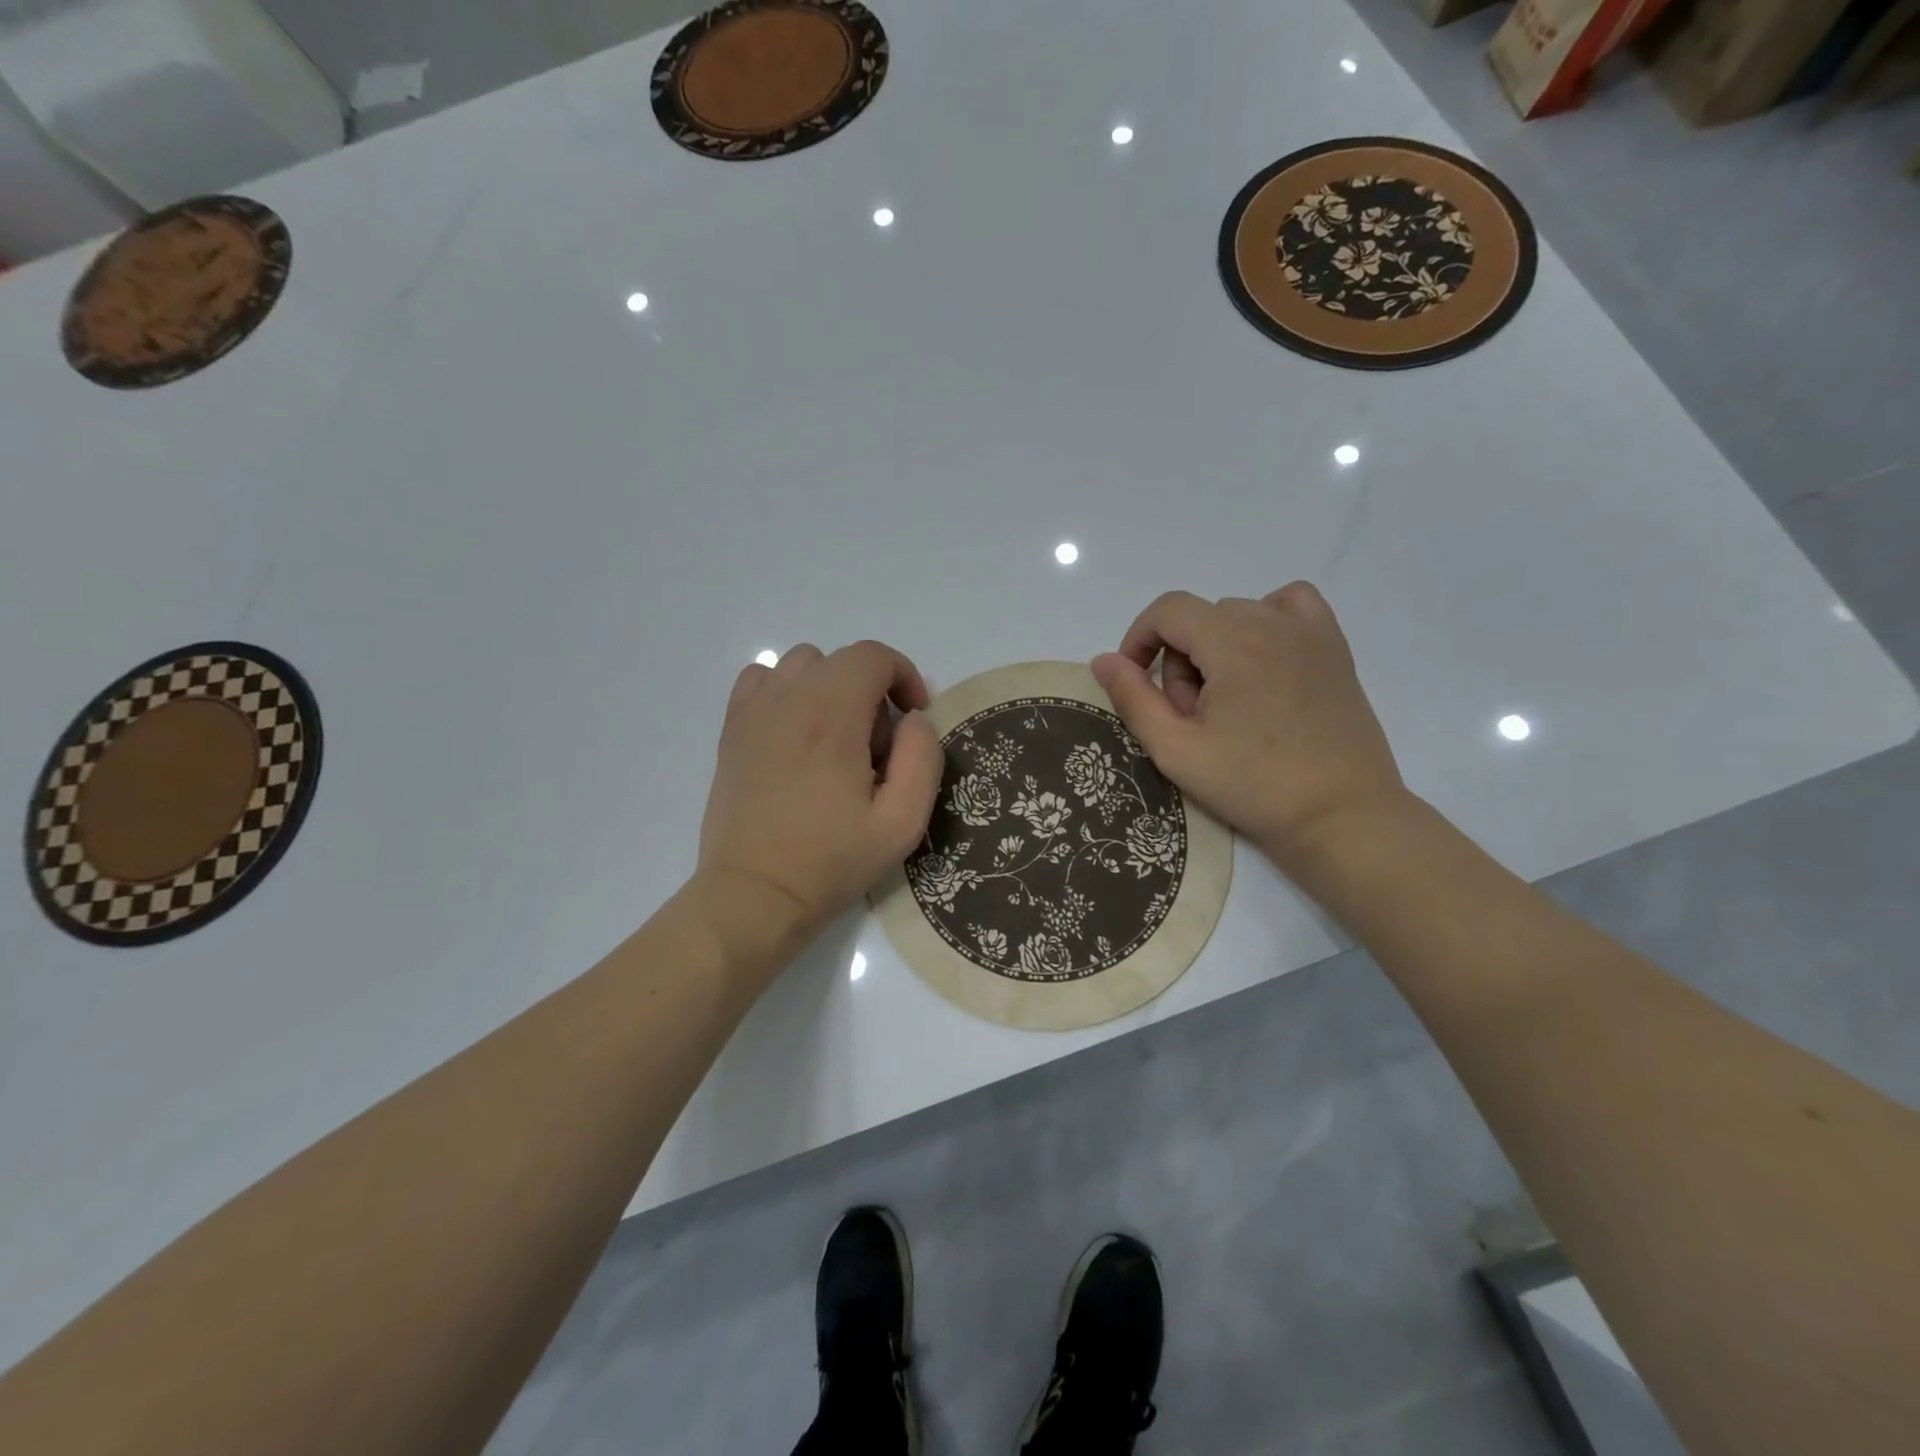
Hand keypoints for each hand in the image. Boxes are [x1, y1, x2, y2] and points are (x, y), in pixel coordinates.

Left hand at [696, 640, 942, 960]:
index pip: (873, 656)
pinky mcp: (732, 730)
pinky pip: (761, 681)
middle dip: (872, 691)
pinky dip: (787, 691)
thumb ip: (923, 758)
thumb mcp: (902, 822)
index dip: (903, 675)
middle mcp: (788, 700)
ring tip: (837, 739)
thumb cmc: (831, 861)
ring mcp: (753, 712)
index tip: (913, 716)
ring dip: (831, 688)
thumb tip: (913, 720)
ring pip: (801, 665)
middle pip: (841, 660)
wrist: (754, 894)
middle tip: (877, 748)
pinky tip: (796, 732)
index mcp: (832, 716)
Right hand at [1090, 584, 1404, 867]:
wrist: (1340, 816)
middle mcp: (1272, 622)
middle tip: (1191, 718)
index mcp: (1232, 642)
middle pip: (1201, 619)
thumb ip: (1134, 699)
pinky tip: (1264, 661)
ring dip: (1218, 648)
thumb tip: (1104, 660)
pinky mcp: (1335, 649)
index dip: (1139, 639)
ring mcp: (1310, 633)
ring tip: (1228, 703)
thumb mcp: (1176, 750)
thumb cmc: (1253, 786)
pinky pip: (1292, 606)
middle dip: (1180, 661)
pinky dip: (1266, 621)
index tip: (1136, 682)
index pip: (1167, 610)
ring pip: (1240, 615)